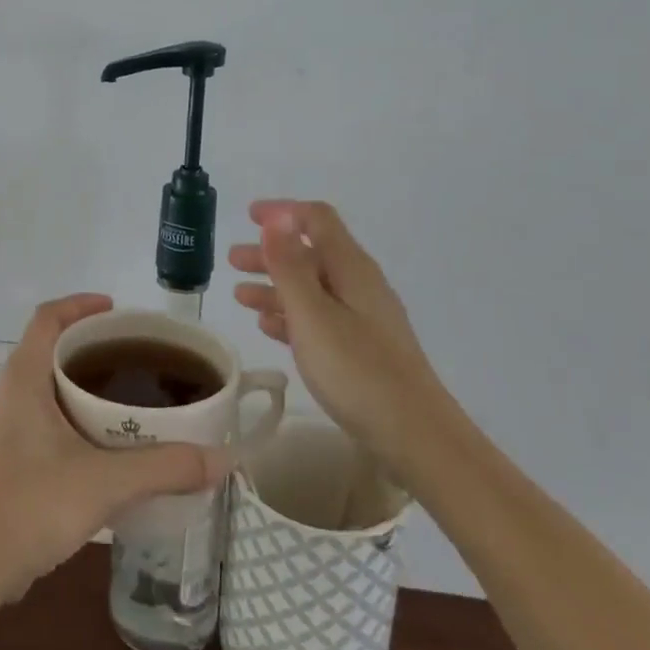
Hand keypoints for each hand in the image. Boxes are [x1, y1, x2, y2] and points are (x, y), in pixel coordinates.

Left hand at [0, 294, 227, 605]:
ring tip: (120, 402)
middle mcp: (4, 395)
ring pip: (40, 389)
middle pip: (45, 351)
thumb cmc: (31, 506)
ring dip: (75, 386)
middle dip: (87, 348)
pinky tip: (95, 449)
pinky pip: (35, 420)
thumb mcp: (105, 483)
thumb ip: (165, 467)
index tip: (115, 310)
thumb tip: (222, 458)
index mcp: (22, 380)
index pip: (47, 318)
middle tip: (132, 360)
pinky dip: (65, 418)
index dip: (79, 304)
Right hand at [229, 200, 448, 476]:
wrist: (416, 437)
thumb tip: (276, 217)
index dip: (282, 213)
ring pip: (311, 289)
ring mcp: (363, 319)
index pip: (317, 220)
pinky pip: (318, 319)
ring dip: (275, 286)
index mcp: (351, 269)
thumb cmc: (357, 371)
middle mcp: (359, 286)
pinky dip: (290, 315)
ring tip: (240, 296)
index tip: (248, 216)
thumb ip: (289, 266)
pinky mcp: (361, 350)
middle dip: (270, 252)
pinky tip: (268, 326)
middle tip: (232, 260)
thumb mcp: (313, 315)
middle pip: (311, 254)